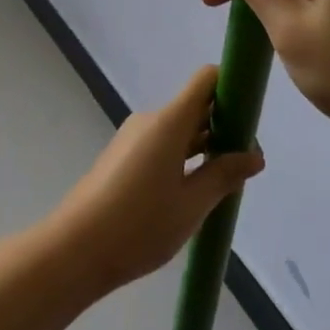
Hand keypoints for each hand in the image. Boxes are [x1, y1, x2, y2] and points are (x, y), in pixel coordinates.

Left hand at [49, 66, 264, 293]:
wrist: (75, 249)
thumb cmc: (139, 225)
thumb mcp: (191, 205)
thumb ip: (224, 175)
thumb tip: (255, 155)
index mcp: (169, 121)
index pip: (206, 80)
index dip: (231, 87)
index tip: (251, 117)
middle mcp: (151, 120)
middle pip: (195, 106)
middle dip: (224, 125)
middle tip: (246, 161)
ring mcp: (133, 137)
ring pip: (179, 129)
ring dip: (204, 145)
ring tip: (225, 181)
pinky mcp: (122, 156)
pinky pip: (162, 144)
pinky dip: (182, 157)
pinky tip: (192, 191)